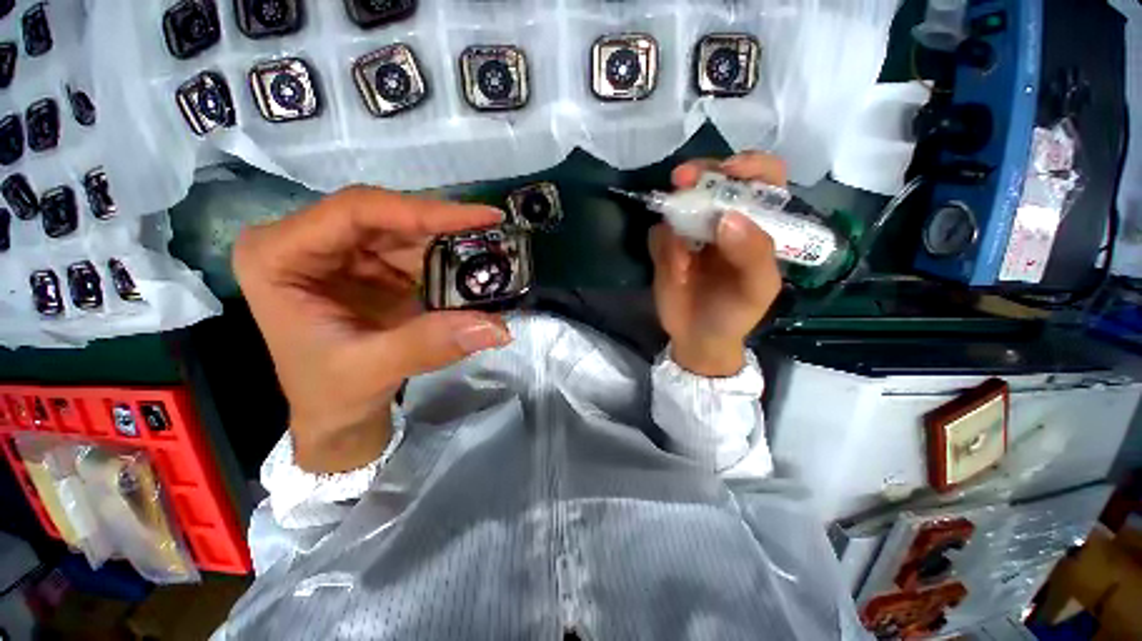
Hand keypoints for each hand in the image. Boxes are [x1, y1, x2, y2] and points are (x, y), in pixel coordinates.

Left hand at [234, 187, 511, 472]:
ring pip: (406, 231)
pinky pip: (416, 253)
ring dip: (451, 244)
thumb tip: (499, 327)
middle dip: (444, 226)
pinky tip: (475, 269)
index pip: (356, 211)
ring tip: (494, 251)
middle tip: (496, 230)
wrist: (336, 415)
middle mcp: (308, 243)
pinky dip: (449, 262)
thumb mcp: (373, 370)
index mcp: (279, 256)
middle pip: (386, 216)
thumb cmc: (332, 394)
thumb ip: (431, 344)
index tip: (481, 216)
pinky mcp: (371, 268)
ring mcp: (342, 254)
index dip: (423, 209)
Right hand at [650, 152, 784, 376]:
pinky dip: (662, 241)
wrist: (697, 337)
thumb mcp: (757, 288)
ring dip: (676, 206)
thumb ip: (753, 253)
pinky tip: (672, 266)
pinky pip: (659, 232)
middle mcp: (724, 220)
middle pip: (716, 179)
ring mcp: (692, 231)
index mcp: (758, 225)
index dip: (749, 166)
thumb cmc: (735, 314)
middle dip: (701, 173)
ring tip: (677, 240)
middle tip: (681, 179)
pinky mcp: (666, 246)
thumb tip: (727, 217)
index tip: (727, 172)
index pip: (763, 179)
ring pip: (681, 202)